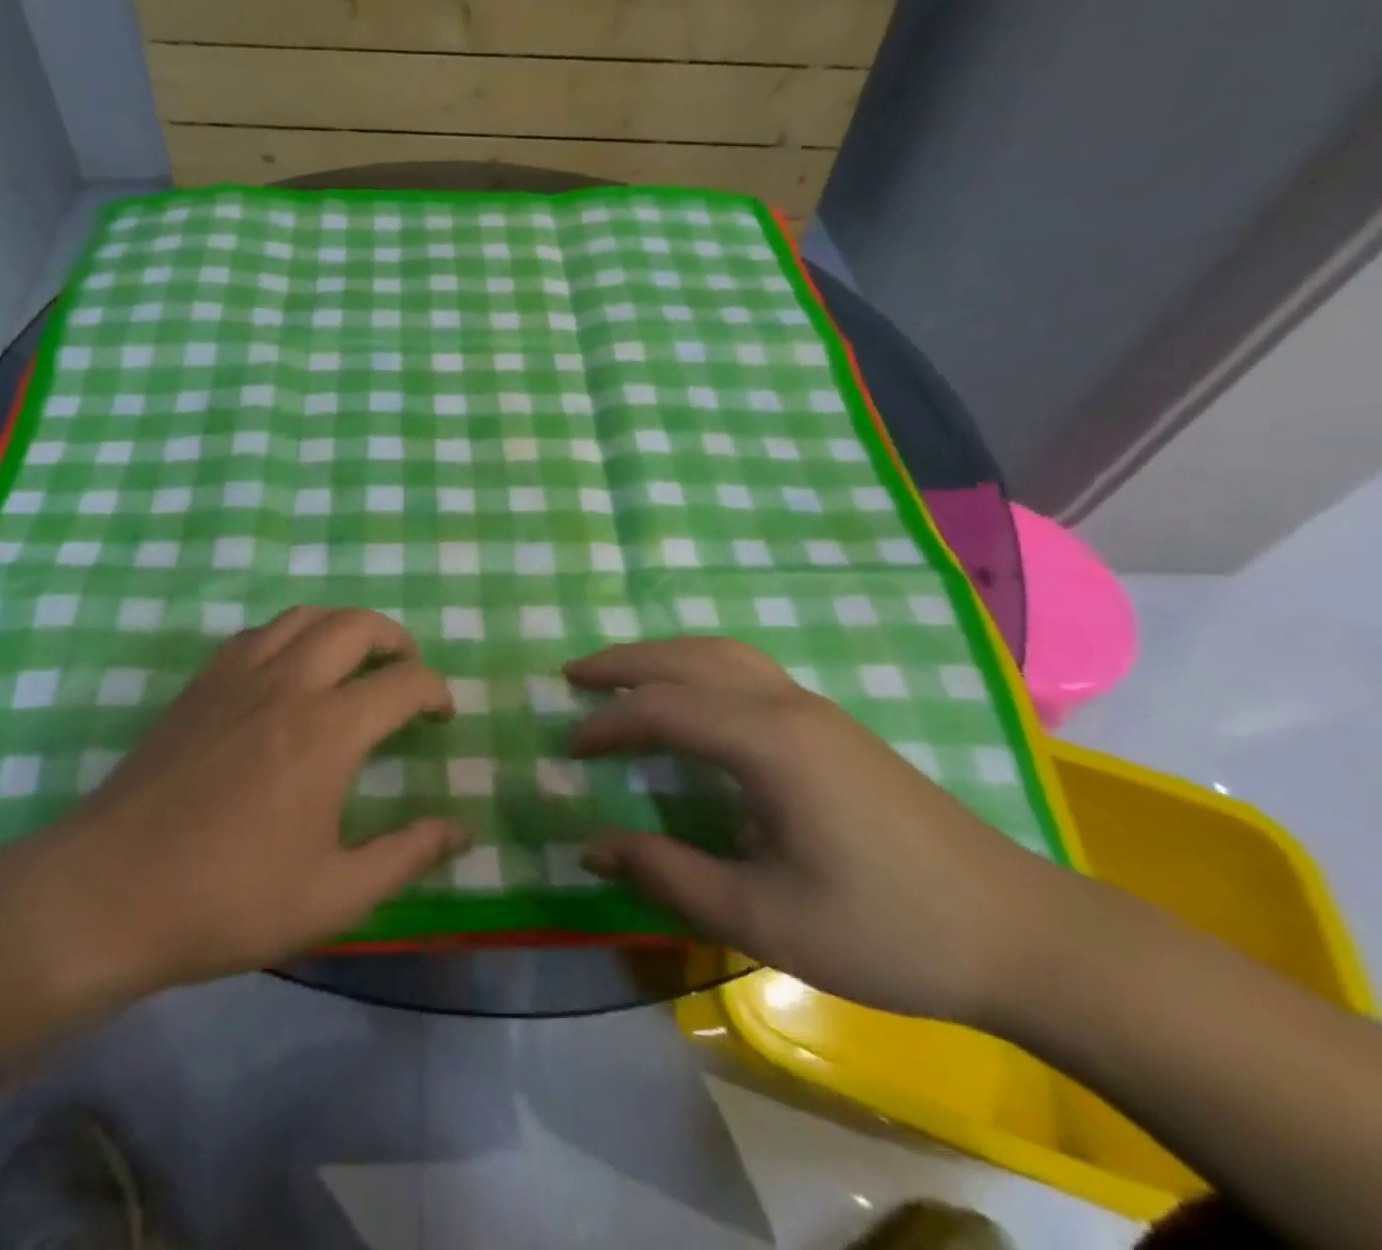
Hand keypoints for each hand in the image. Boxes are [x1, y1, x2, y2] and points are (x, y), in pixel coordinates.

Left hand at [14, 607, 463, 1002]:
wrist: (108, 892)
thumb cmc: (227, 899)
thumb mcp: (333, 895)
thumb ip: (405, 855)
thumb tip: (460, 829)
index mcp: (327, 731)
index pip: (402, 683)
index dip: (435, 691)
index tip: (442, 714)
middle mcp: (287, 684)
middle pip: (356, 625)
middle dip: (395, 639)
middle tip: (407, 671)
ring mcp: (237, 675)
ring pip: (304, 616)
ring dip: (344, 627)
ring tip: (356, 660)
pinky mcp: (200, 683)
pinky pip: (259, 632)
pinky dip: (292, 635)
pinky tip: (290, 671)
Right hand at [566, 638, 1075, 1023]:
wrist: (1020, 933)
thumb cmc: (886, 930)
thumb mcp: (763, 917)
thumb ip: (669, 874)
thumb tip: (592, 844)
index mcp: (769, 743)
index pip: (663, 709)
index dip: (606, 724)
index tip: (567, 747)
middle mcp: (789, 706)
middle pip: (690, 658)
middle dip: (625, 661)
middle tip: (572, 676)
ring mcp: (817, 710)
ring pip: (724, 654)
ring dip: (664, 656)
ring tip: (620, 675)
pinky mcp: (834, 727)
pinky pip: (747, 672)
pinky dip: (698, 668)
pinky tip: (690, 699)